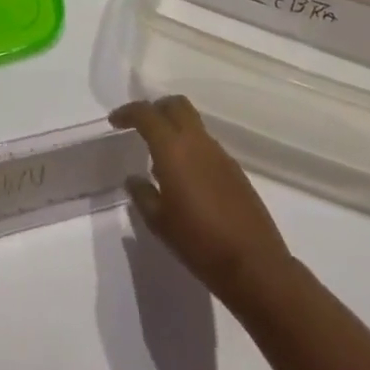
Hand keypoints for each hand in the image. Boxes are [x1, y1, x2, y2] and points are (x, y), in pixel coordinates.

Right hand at [111, 96, 291, 297]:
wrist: (253, 264)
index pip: (147, 114)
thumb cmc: (199, 243)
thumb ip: (143, 195)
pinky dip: (190, 146)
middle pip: (175, 105)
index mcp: (173, 148)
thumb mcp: (160, 223)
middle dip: (155, 108)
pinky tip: (185, 176)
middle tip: (140, 126)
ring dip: (174, 127)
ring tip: (160, 155)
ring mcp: (219, 152)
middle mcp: (197, 141)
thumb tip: (134, 178)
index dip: (128, 113)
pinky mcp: (233, 167)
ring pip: (192, 122)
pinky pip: (205, 143)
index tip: (115, 121)